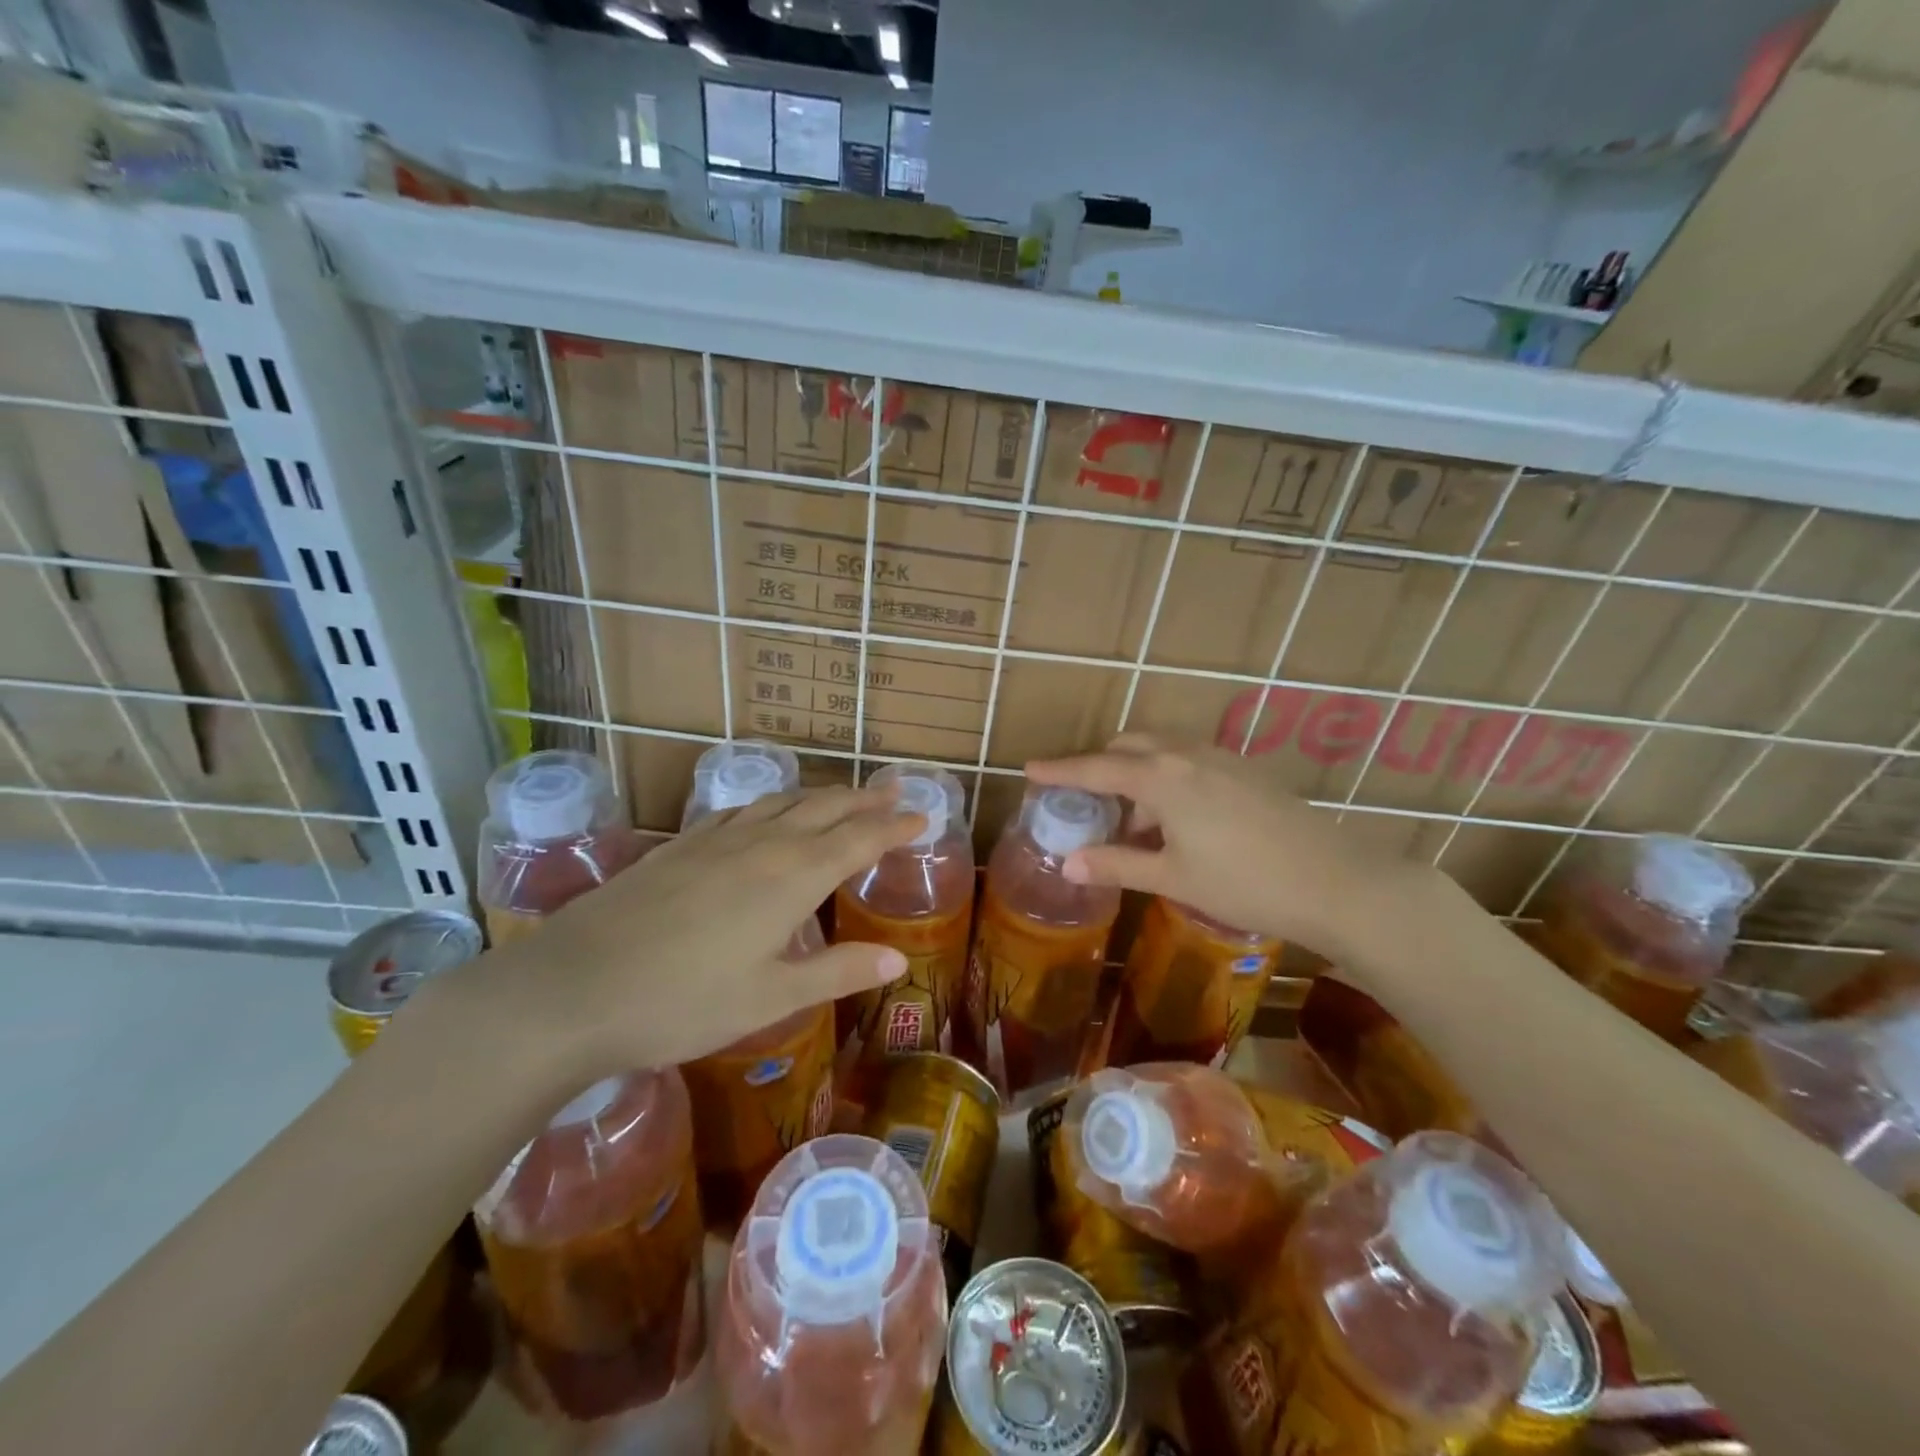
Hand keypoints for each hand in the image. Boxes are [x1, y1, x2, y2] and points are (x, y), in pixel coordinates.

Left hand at [466, 785, 923, 1079]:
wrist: (571, 988)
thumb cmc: (681, 1002)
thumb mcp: (769, 997)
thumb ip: (837, 972)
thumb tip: (898, 957)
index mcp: (793, 877)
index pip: (859, 839)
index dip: (895, 826)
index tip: (923, 816)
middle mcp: (762, 844)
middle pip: (825, 807)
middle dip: (864, 799)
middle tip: (894, 792)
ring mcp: (717, 838)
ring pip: (783, 801)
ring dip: (821, 795)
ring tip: (842, 796)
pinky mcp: (680, 844)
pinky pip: (742, 808)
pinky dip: (773, 803)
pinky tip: (767, 814)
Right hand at [1025, 734, 1429, 955]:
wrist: (1337, 882)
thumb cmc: (1244, 882)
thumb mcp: (1172, 878)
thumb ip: (1116, 865)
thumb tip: (1067, 864)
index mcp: (1161, 777)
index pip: (1096, 768)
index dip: (1060, 771)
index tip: (1029, 769)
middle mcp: (1187, 754)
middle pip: (1129, 746)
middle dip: (1100, 766)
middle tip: (1087, 803)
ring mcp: (1222, 758)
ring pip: (1162, 751)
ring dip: (1137, 775)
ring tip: (1137, 826)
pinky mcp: (1247, 770)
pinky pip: (1190, 761)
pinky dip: (1168, 779)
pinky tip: (1179, 822)